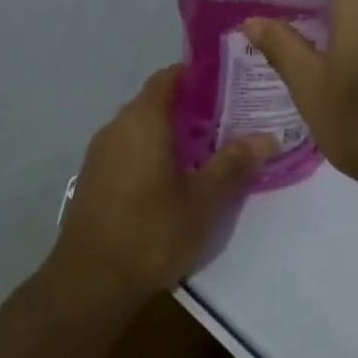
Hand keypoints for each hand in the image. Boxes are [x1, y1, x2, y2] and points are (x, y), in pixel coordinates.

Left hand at [52, 65, 274, 301]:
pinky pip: (128, 151)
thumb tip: (267, 137)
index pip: (168, 77)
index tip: (228, 83)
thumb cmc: (152, 232)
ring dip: (171, 133)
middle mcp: (117, 128)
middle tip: (229, 120)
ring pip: (141, 129)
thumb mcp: (204, 200)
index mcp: (143, 121)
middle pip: (155, 102)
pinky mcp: (93, 180)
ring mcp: (100, 155)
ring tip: (208, 150)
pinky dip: (152, 153)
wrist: (90, 282)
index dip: (197, 75)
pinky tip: (175, 179)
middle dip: (191, 107)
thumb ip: (234, 164)